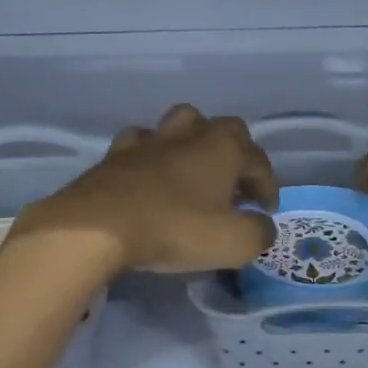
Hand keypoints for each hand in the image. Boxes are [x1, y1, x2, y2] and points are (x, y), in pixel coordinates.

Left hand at [13, 105, 278, 273]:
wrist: (99, 226)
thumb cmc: (175, 230)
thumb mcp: (234, 243)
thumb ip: (259, 233)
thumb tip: (262, 226)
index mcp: (223, 149)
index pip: (258, 160)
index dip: (268, 185)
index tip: (266, 211)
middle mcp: (189, 135)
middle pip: (222, 129)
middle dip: (235, 153)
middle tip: (234, 185)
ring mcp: (150, 142)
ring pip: (180, 125)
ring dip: (193, 143)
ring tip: (194, 171)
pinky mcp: (116, 155)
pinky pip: (140, 143)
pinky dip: (151, 155)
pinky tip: (149, 173)